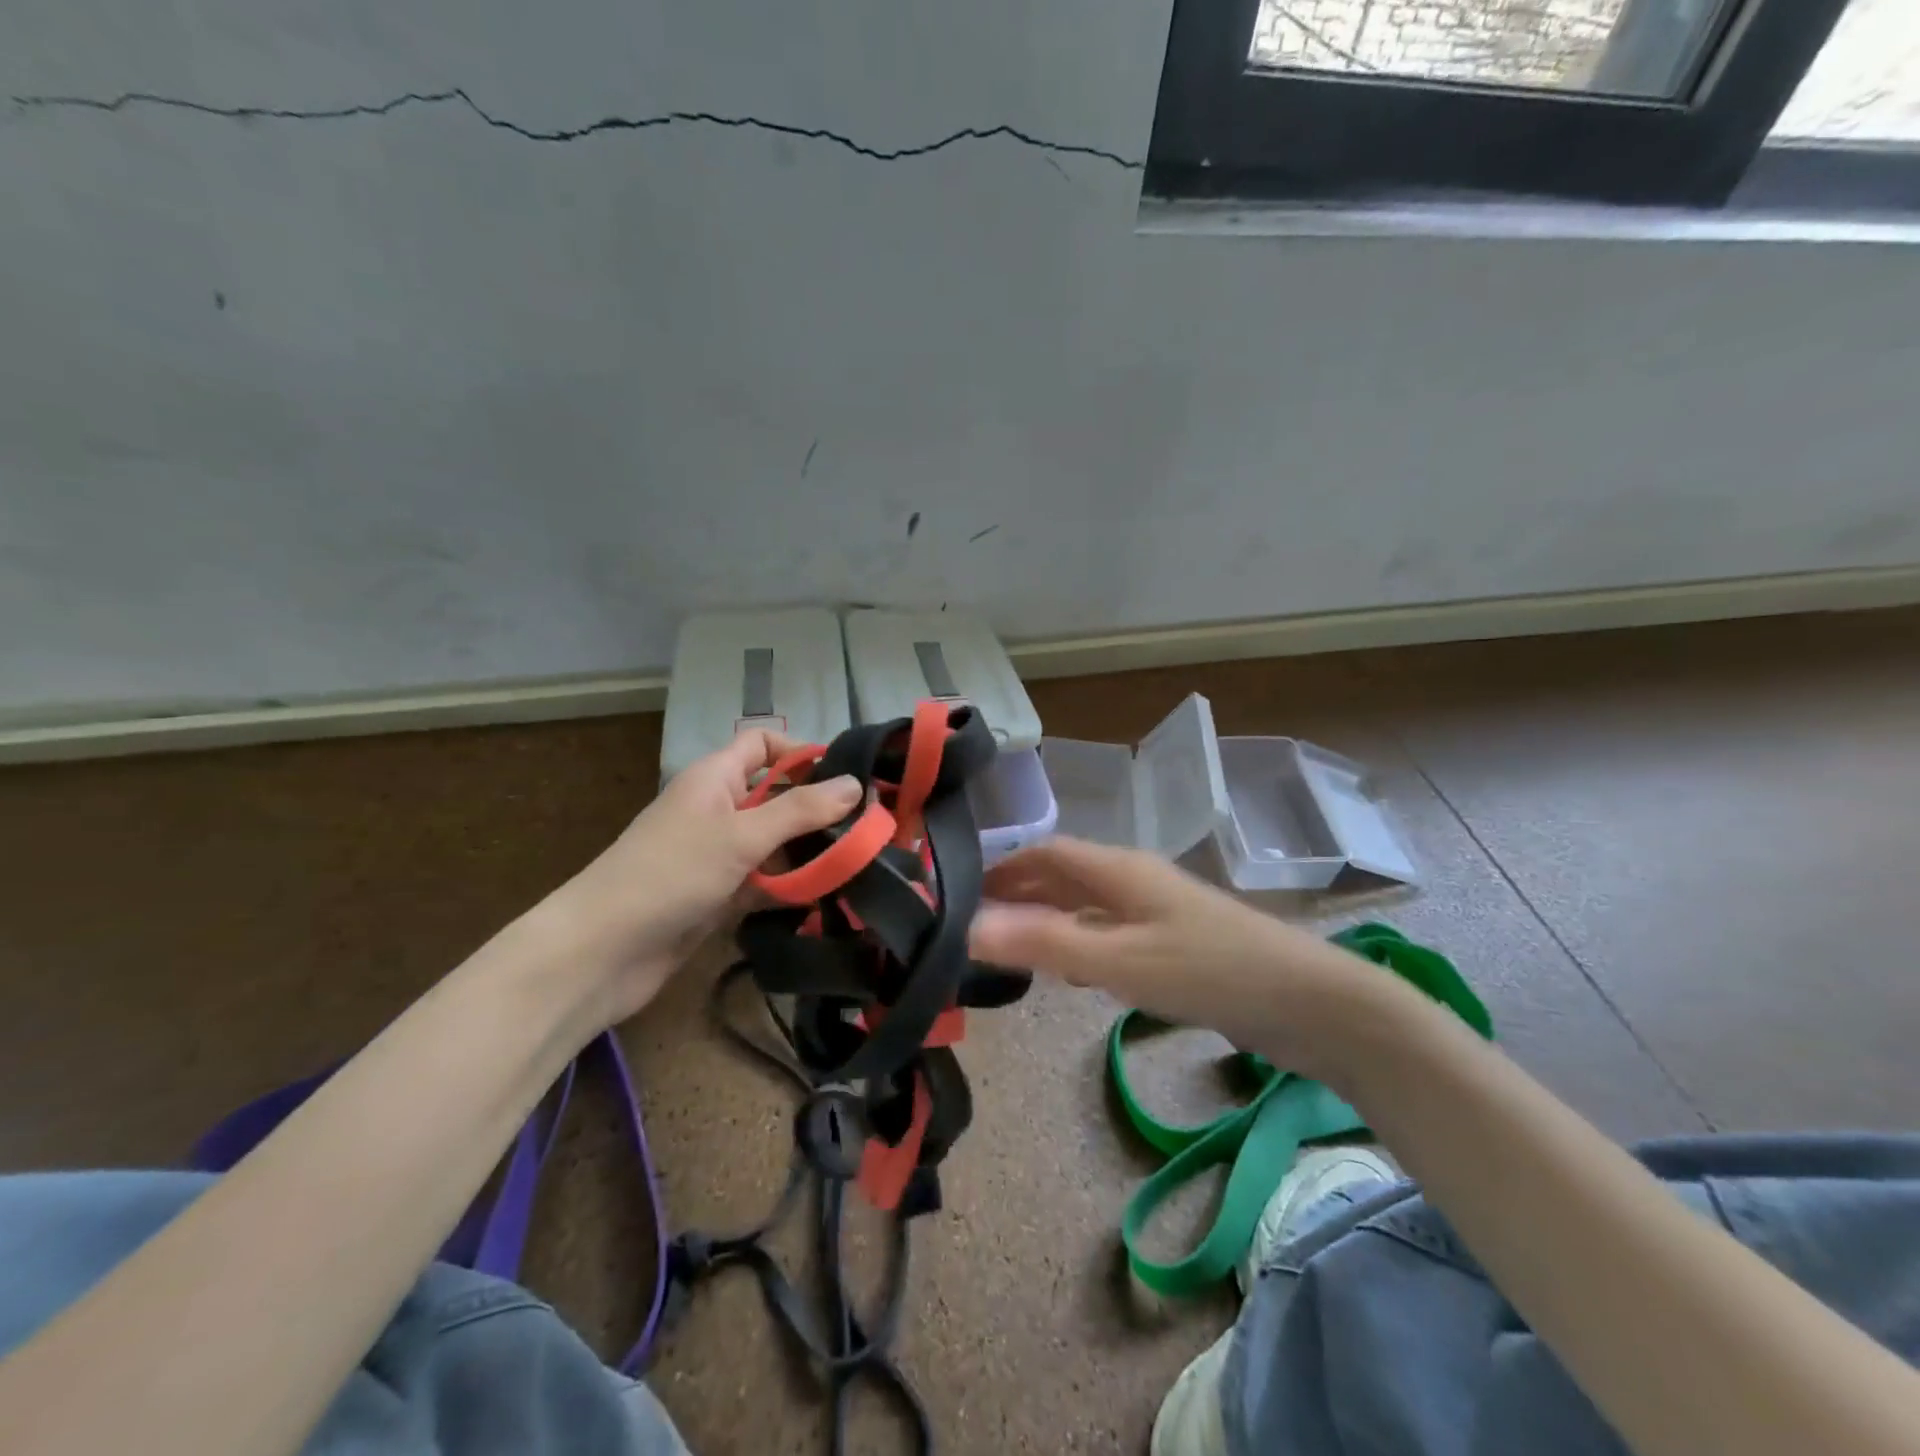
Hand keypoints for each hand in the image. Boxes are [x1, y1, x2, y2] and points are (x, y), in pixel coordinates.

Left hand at [546, 731, 863, 1023]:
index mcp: (715, 778)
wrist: (602, 953)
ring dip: (810, 852)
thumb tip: (856, 784)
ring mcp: (719, 855)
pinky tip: (830, 897)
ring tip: (862, 863)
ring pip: (776, 843)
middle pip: (777, 796)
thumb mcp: (741, 835)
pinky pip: (766, 881)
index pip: (762, 744)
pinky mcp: (721, 896)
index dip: (801, 751)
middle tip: (870, 826)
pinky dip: (792, 886)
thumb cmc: (670, 874)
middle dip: (818, 809)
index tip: (846, 777)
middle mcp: (719, 810)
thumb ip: (801, 810)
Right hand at [969, 837, 1384, 1080]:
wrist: (1309, 1004)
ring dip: (1049, 917)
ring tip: (1012, 943)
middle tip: (977, 921)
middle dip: (1021, 891)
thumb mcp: (1120, 959)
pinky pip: (1112, 932)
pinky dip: (1081, 942)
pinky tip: (1073, 970)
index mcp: (1119, 870)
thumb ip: (1044, 942)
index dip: (1005, 867)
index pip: (1047, 853)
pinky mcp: (1177, 944)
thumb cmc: (1209, 971)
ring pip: (1089, 904)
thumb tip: (967, 925)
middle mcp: (1135, 881)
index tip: (963, 890)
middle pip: (1066, 875)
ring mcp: (1159, 912)